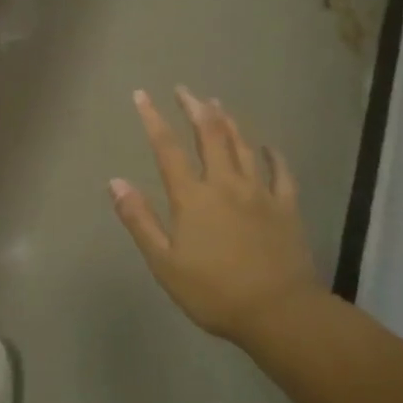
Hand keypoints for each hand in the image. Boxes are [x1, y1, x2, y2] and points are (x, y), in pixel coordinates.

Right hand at [110, 87, 318, 340]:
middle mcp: (225, 184)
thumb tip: (115, 181)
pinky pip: (281, 173)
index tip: (142, 95)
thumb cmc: (214, 292)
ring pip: (243, 146)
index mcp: (193, 197)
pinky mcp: (286, 207)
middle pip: (209, 135)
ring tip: (218, 103)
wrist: (279, 313)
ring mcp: (260, 193)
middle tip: (185, 90)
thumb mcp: (164, 263)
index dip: (153, 119)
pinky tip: (268, 145)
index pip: (167, 149)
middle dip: (195, 108)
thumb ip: (140, 220)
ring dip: (228, 122)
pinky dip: (273, 155)